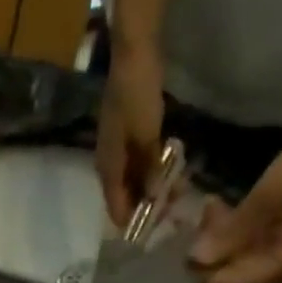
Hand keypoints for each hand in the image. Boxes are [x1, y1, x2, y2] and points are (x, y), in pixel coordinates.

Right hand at [96, 48, 165, 227]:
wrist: (133, 53)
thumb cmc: (138, 95)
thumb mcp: (147, 135)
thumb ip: (150, 169)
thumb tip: (153, 198)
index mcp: (108, 168)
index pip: (117, 209)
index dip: (134, 222)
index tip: (156, 230)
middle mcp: (107, 164)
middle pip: (123, 197)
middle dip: (145, 206)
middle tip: (171, 210)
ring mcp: (115, 149)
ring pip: (131, 180)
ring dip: (149, 187)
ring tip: (174, 190)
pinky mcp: (124, 135)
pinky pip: (135, 163)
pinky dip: (149, 170)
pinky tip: (166, 169)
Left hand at [189, 118, 281, 282]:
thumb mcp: (265, 198)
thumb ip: (229, 234)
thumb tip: (194, 260)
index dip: (204, 273)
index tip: (179, 254)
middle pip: (236, 274)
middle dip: (211, 252)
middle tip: (195, 221)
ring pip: (242, 261)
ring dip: (221, 240)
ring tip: (210, 208)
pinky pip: (254, 250)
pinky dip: (237, 235)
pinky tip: (224, 210)